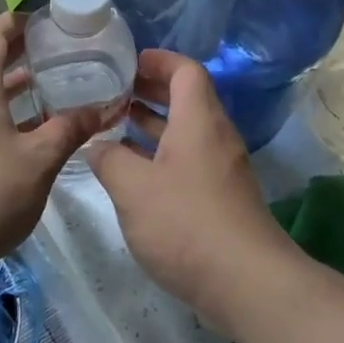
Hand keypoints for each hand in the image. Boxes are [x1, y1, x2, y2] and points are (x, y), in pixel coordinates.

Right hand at [86, 50, 293, 325]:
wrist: (246, 282)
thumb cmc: (185, 223)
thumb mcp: (132, 188)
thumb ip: (109, 159)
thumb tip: (97, 146)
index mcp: (199, 121)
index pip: (185, 70)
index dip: (156, 60)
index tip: (125, 62)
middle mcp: (215, 136)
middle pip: (186, 98)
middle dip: (149, 90)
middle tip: (111, 91)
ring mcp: (221, 168)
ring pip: (185, 131)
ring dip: (152, 123)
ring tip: (113, 125)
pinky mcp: (220, 197)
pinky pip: (188, 158)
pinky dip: (160, 153)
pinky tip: (133, 171)